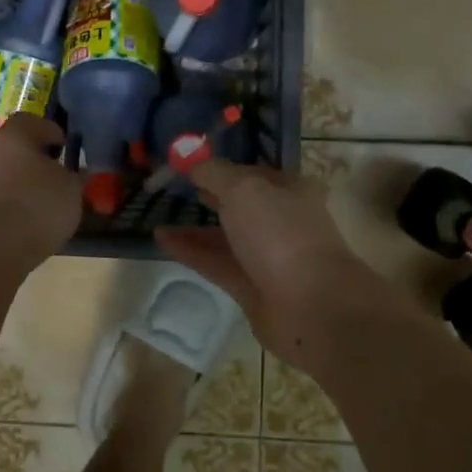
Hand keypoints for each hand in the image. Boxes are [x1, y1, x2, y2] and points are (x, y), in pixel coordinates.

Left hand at [0, 114, 82, 262]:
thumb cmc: (38, 206)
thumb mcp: (71, 190)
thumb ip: (74, 177)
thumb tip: (74, 174)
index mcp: (13, 136)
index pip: (30, 121)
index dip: (49, 131)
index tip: (63, 147)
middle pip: (11, 148)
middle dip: (30, 160)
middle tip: (51, 177)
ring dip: (15, 185)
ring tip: (35, 206)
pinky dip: (3, 207)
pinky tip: (18, 225)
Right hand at [156, 159, 380, 366]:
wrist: (311, 306)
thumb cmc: (281, 234)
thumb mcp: (244, 189)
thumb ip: (214, 173)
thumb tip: (193, 165)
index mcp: (291, 190)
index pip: (252, 173)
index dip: (221, 168)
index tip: (188, 165)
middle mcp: (282, 220)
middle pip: (240, 205)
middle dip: (209, 197)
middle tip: (173, 189)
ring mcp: (267, 256)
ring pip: (226, 236)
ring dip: (195, 226)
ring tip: (160, 216)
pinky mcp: (251, 287)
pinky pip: (216, 262)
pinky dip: (191, 251)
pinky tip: (162, 239)